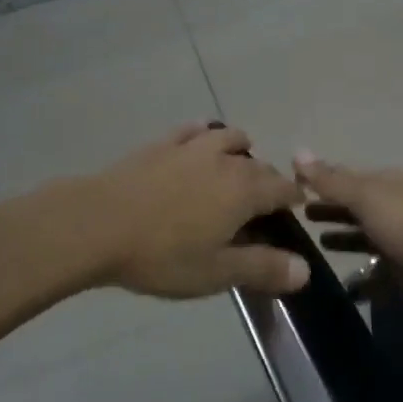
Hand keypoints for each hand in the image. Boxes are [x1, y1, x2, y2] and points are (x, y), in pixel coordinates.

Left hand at [81, 124, 307, 298]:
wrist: (96, 224)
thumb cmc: (161, 254)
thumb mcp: (215, 272)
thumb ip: (262, 268)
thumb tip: (306, 270)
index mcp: (245, 191)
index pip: (283, 189)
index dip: (293, 200)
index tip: (294, 211)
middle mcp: (226, 161)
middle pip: (260, 165)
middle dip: (268, 181)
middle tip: (262, 206)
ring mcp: (192, 147)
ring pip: (230, 138)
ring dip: (241, 151)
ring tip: (235, 168)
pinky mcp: (162, 143)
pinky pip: (193, 129)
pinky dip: (205, 134)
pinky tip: (199, 140)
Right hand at [294, 153, 402, 323]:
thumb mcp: (367, 197)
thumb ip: (331, 181)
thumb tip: (296, 152)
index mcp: (386, 184)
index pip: (344, 177)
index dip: (317, 179)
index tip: (285, 186)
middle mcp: (391, 209)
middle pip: (352, 207)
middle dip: (327, 208)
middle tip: (292, 217)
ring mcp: (397, 243)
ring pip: (361, 238)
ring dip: (339, 239)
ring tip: (307, 245)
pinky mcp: (400, 276)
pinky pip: (372, 276)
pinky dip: (357, 279)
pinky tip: (334, 283)